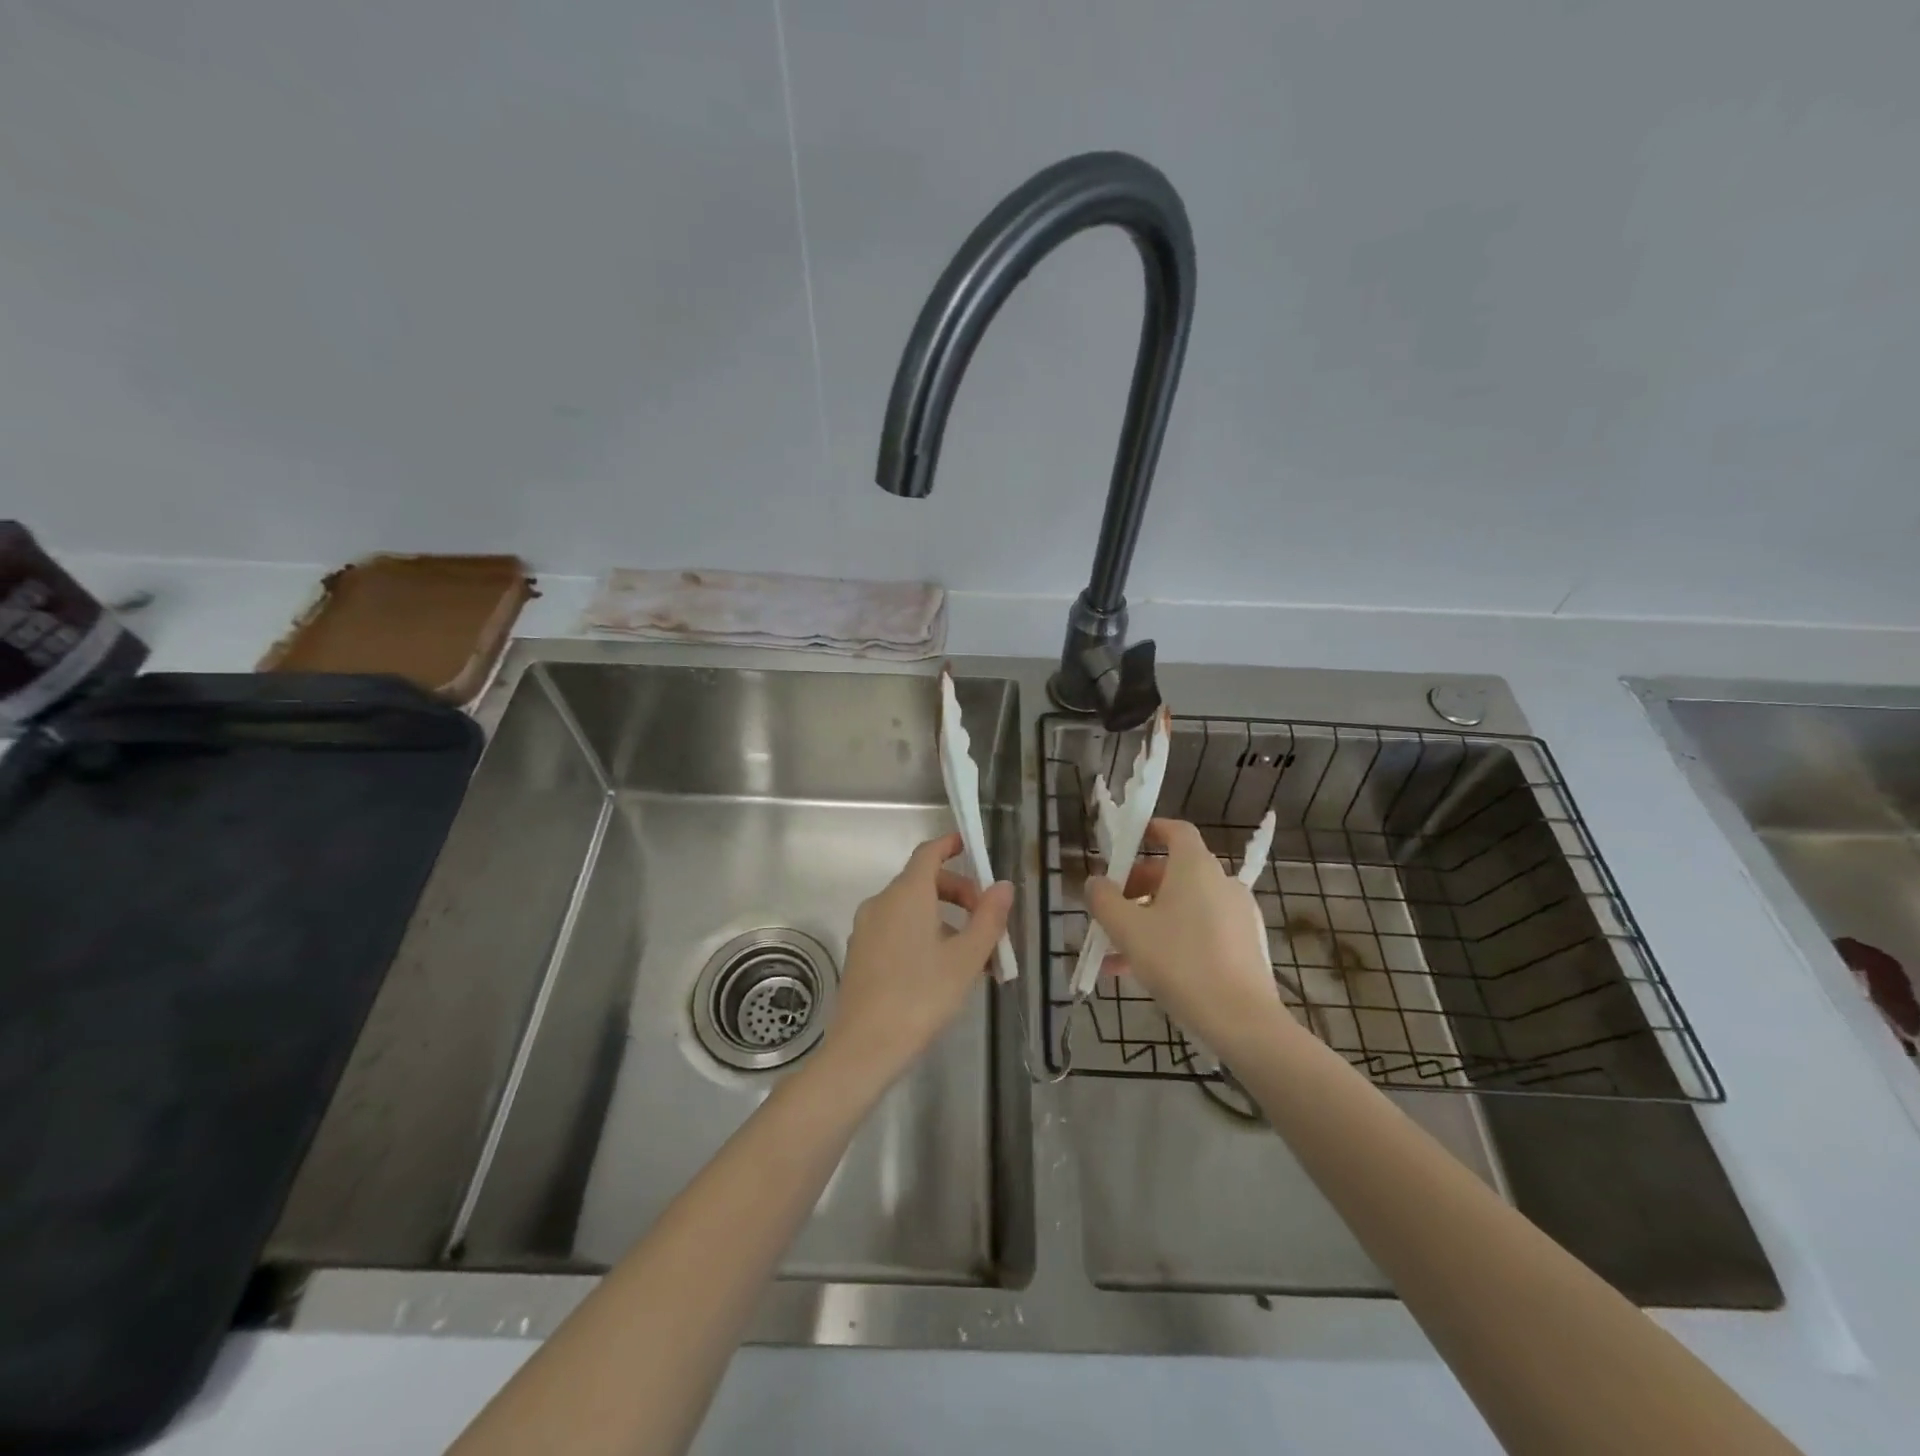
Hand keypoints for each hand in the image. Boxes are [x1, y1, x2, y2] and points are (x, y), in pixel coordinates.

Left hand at [820, 831, 1013, 1091]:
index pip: (929, 853)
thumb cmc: (922, 996)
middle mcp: (882, 902)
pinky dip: (921, 934)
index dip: (950, 845)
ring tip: (972, 956)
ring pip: (910, 909)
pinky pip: (896, 929)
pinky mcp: (860, 953)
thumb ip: (988, 918)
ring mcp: (866, 928)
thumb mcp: (966, 958)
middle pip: (923, 882)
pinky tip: (941, 970)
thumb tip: (1003, 886)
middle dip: (958, 893)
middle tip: (986, 921)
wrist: (865, 1047)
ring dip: (943, 919)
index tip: (970, 847)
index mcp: (907, 894)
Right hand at [1085, 818, 1286, 1056]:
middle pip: (1174, 872)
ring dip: (1149, 920)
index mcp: (1195, 867)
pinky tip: (1144, 973)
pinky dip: (1172, 939)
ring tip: (1117, 954)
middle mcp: (1220, 882)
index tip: (1127, 843)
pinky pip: (1199, 930)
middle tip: (1111, 911)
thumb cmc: (1180, 963)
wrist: (1242, 1021)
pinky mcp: (1244, 945)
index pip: (1176, 831)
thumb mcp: (1128, 930)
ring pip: (1183, 906)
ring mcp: (1236, 914)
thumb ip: (1104, 900)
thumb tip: (1095, 882)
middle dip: (1137, 888)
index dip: (1151, 830)